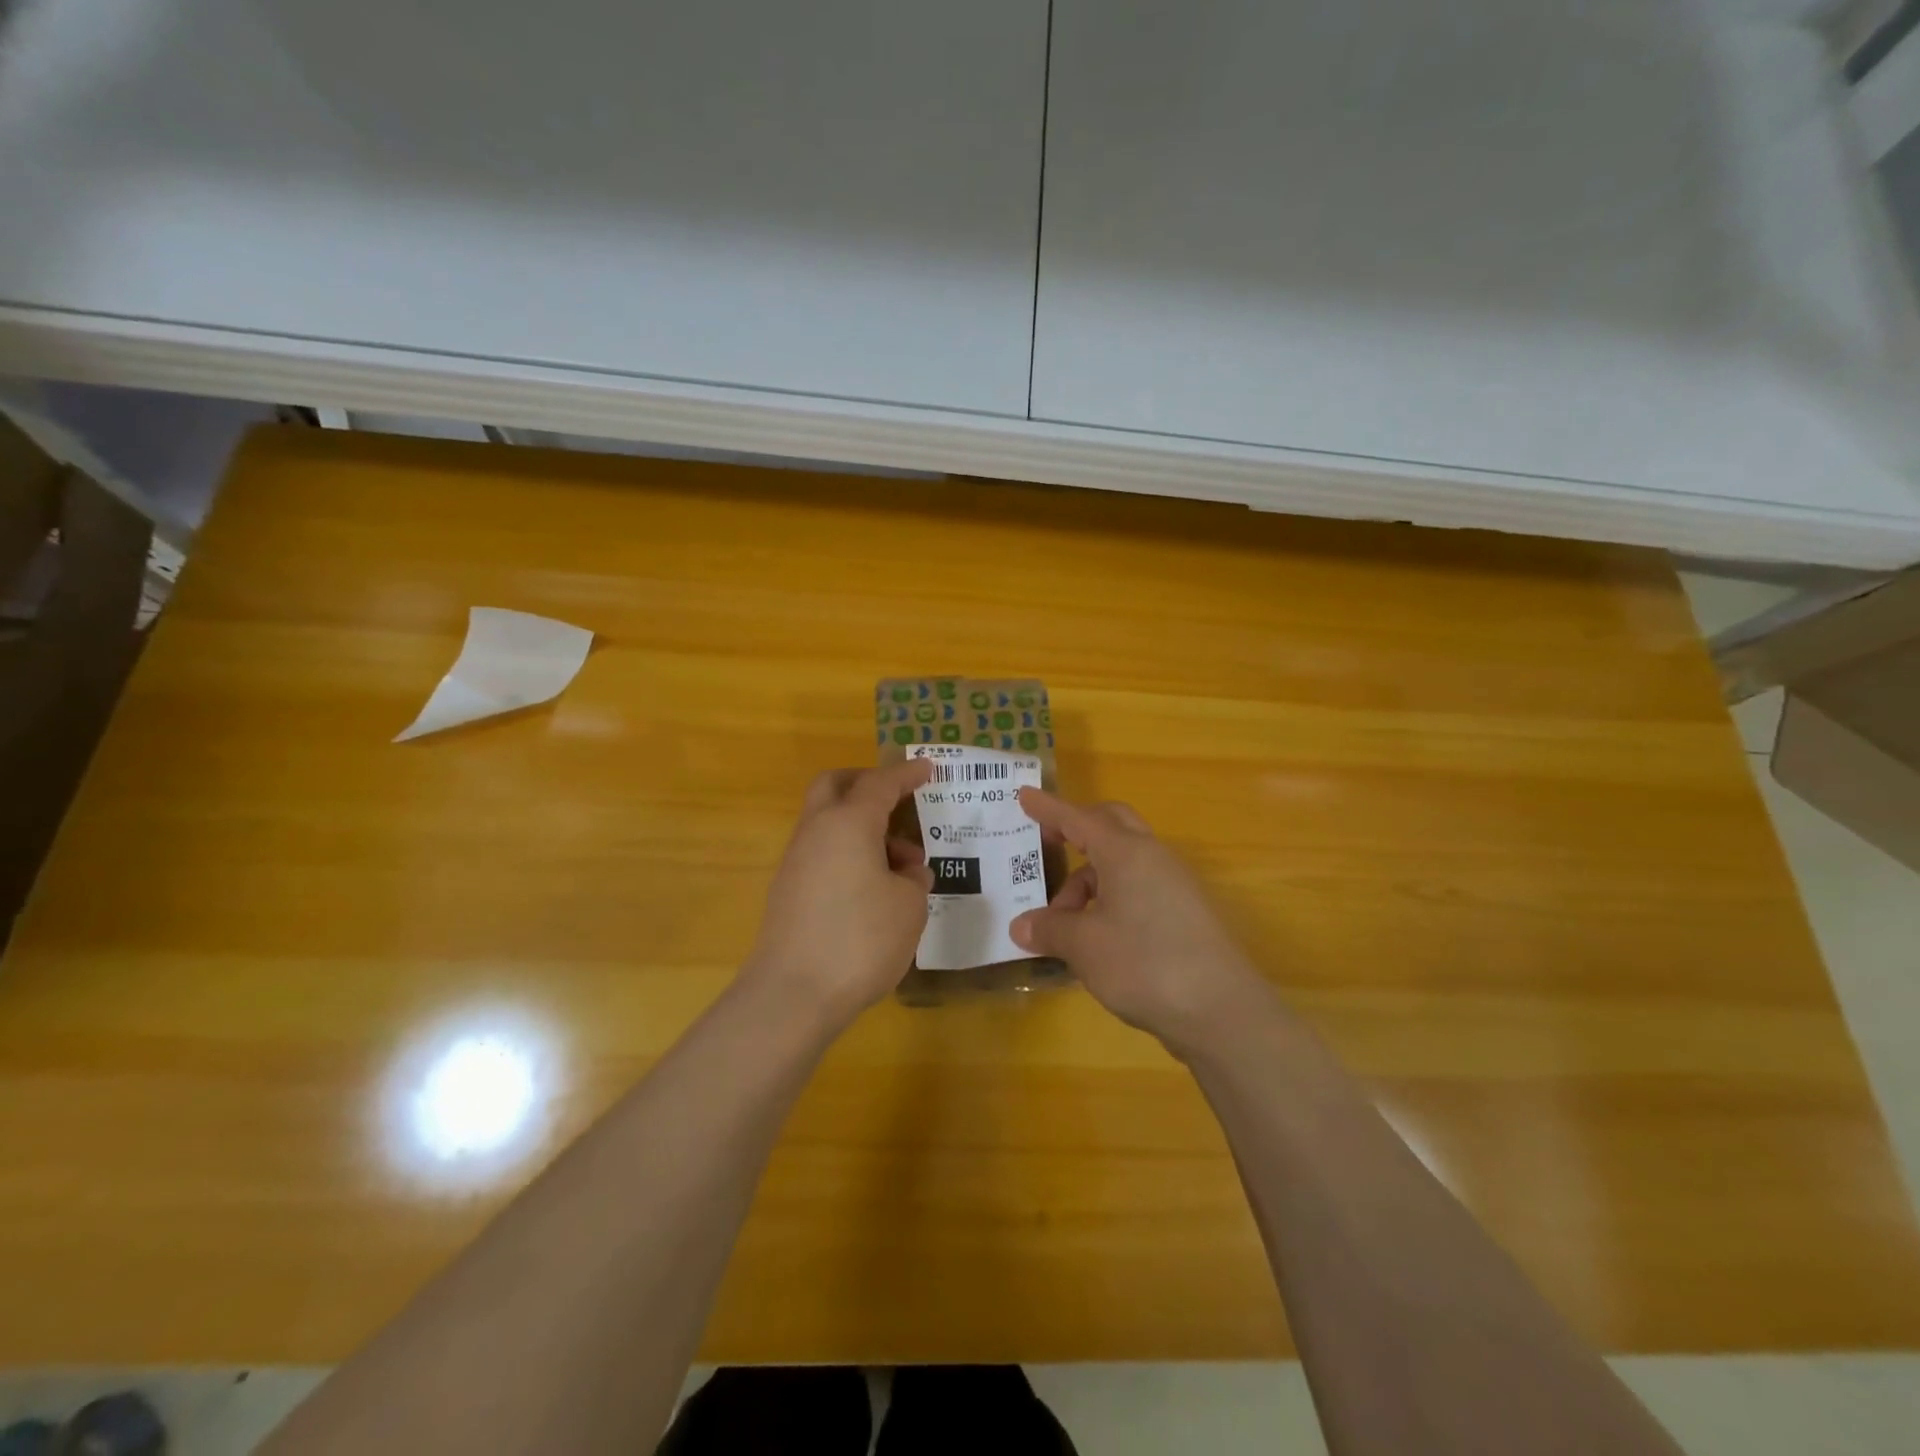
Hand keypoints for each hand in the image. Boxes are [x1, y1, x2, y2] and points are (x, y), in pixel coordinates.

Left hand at [743, 760, 935, 1029]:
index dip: (907, 774)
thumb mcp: (908, 907)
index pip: (880, 783)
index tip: (928, 768)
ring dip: (861, 827)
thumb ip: (913, 879)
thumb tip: (906, 872)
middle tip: (897, 799)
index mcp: (848, 823)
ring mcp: (796, 861)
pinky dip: (848, 853)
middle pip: (834, 785)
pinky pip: (822, 853)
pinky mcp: (788, 891)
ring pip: (827, 821)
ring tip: (902, 865)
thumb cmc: (860, 940)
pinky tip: (874, 888)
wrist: (792, 995)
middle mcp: (816, 832)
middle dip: (866, 783)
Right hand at [1011, 789, 1272, 1055]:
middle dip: (1075, 830)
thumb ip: (1049, 929)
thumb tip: (1022, 926)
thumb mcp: (1084, 947)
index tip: (1022, 794)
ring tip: (1063, 925)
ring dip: (1088, 881)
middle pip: (1110, 825)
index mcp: (1126, 853)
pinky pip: (1136, 889)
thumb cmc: (1145, 964)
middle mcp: (1152, 858)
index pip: (1078, 818)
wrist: (1223, 1012)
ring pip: (1122, 863)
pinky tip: (1095, 939)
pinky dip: (1109, 901)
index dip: (1047, 807)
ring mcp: (1173, 885)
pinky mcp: (1185, 914)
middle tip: (1046, 847)